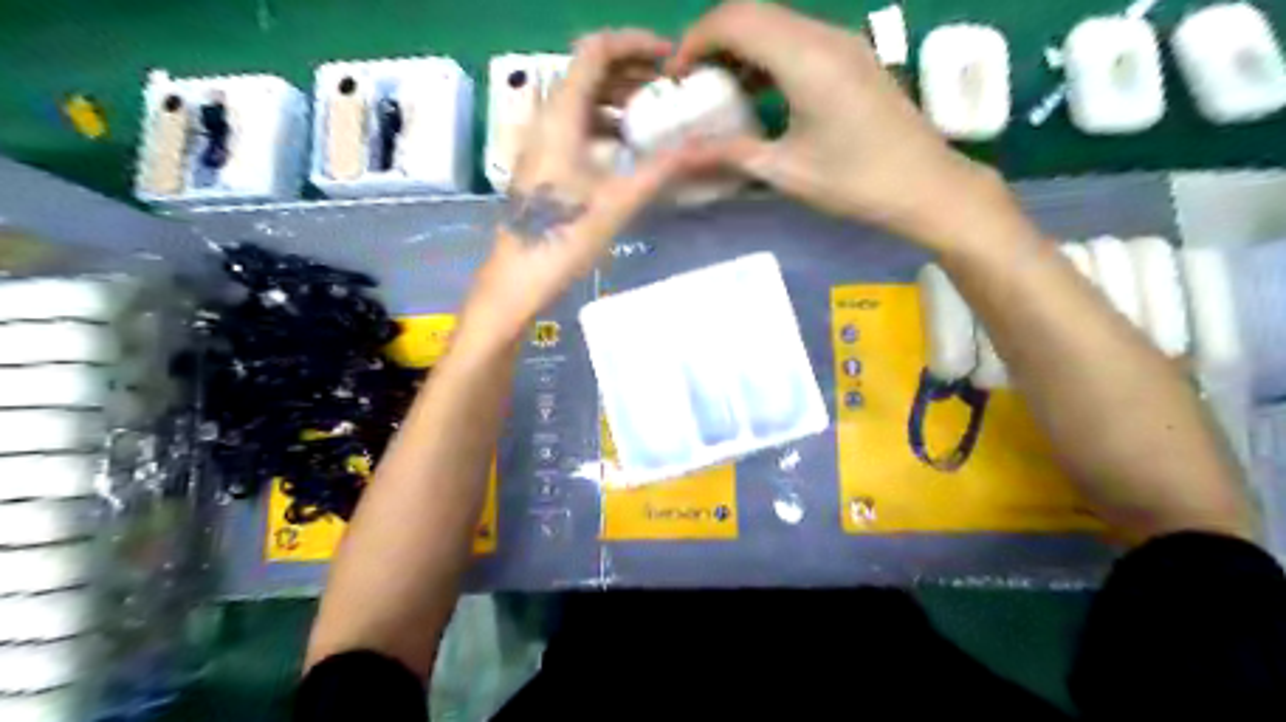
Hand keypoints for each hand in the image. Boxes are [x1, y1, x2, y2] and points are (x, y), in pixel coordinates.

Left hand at [470, 32, 698, 340]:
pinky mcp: (543, 163)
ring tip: (655, 112)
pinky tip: (628, 145)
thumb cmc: (562, 240)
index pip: (595, 51)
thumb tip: (702, 147)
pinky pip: (577, 126)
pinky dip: (605, 122)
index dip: (634, 44)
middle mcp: (547, 120)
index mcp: (561, 118)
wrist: (516, 279)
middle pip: (588, 71)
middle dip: (631, 69)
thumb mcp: (617, 203)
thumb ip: (660, 170)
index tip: (669, 58)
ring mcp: (542, 142)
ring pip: (582, 100)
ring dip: (619, 97)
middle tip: (670, 85)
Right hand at [675, 3, 1014, 246]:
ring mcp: (843, 42)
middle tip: (691, 82)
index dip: (695, 41)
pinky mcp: (853, 56)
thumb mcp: (785, 171)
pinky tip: (757, 90)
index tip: (675, 77)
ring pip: (776, 22)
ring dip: (740, 46)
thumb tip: (678, 157)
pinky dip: (767, 54)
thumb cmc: (854, 182)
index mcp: (805, 59)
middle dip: (712, 40)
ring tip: (718, 88)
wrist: (925, 185)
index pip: (735, 20)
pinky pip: (798, 38)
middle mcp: (824, 36)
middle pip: (753, 12)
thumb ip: (728, 155)